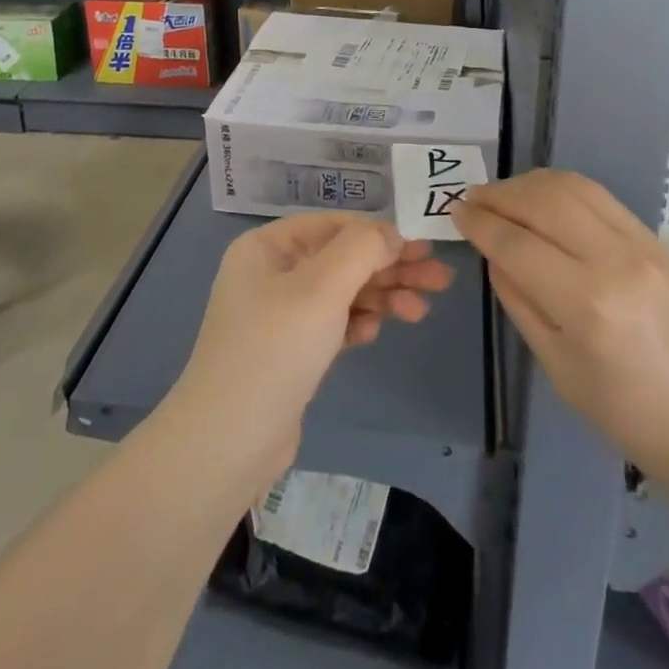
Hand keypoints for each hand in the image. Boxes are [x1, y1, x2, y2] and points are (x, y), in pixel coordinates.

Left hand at [173, 212, 454, 484]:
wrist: (228, 443)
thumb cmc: (275, 349)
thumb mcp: (322, 287)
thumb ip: (362, 250)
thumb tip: (391, 233)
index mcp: (267, 247)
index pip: (333, 225)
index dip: (378, 232)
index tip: (422, 246)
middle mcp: (271, 274)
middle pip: (342, 259)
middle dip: (390, 267)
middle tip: (440, 278)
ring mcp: (279, 315)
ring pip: (342, 293)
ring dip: (381, 297)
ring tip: (421, 311)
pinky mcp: (290, 352)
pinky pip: (332, 324)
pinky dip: (357, 323)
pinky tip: (375, 332)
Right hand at [454, 170, 668, 485]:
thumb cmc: (623, 410)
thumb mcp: (555, 365)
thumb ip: (518, 300)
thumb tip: (493, 251)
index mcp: (588, 305)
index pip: (517, 245)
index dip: (480, 224)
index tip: (456, 213)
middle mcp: (616, 262)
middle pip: (544, 202)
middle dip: (500, 194)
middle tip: (473, 199)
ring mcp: (643, 244)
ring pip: (573, 187)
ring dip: (529, 183)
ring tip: (503, 194)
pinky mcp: (656, 238)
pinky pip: (600, 196)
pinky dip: (562, 188)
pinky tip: (542, 197)